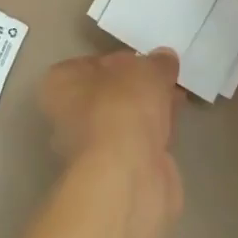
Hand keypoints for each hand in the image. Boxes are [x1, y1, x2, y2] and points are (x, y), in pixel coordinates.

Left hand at [40, 50, 183, 210]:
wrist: (128, 177)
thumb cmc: (123, 108)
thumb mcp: (146, 70)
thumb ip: (156, 62)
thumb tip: (164, 59)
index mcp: (60, 84)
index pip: (89, 64)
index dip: (120, 59)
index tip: (145, 60)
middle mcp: (67, 117)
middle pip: (108, 93)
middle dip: (137, 87)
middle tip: (166, 77)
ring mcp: (91, 149)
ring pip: (124, 120)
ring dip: (149, 110)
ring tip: (177, 96)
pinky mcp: (115, 173)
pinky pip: (138, 143)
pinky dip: (155, 133)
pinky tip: (176, 124)